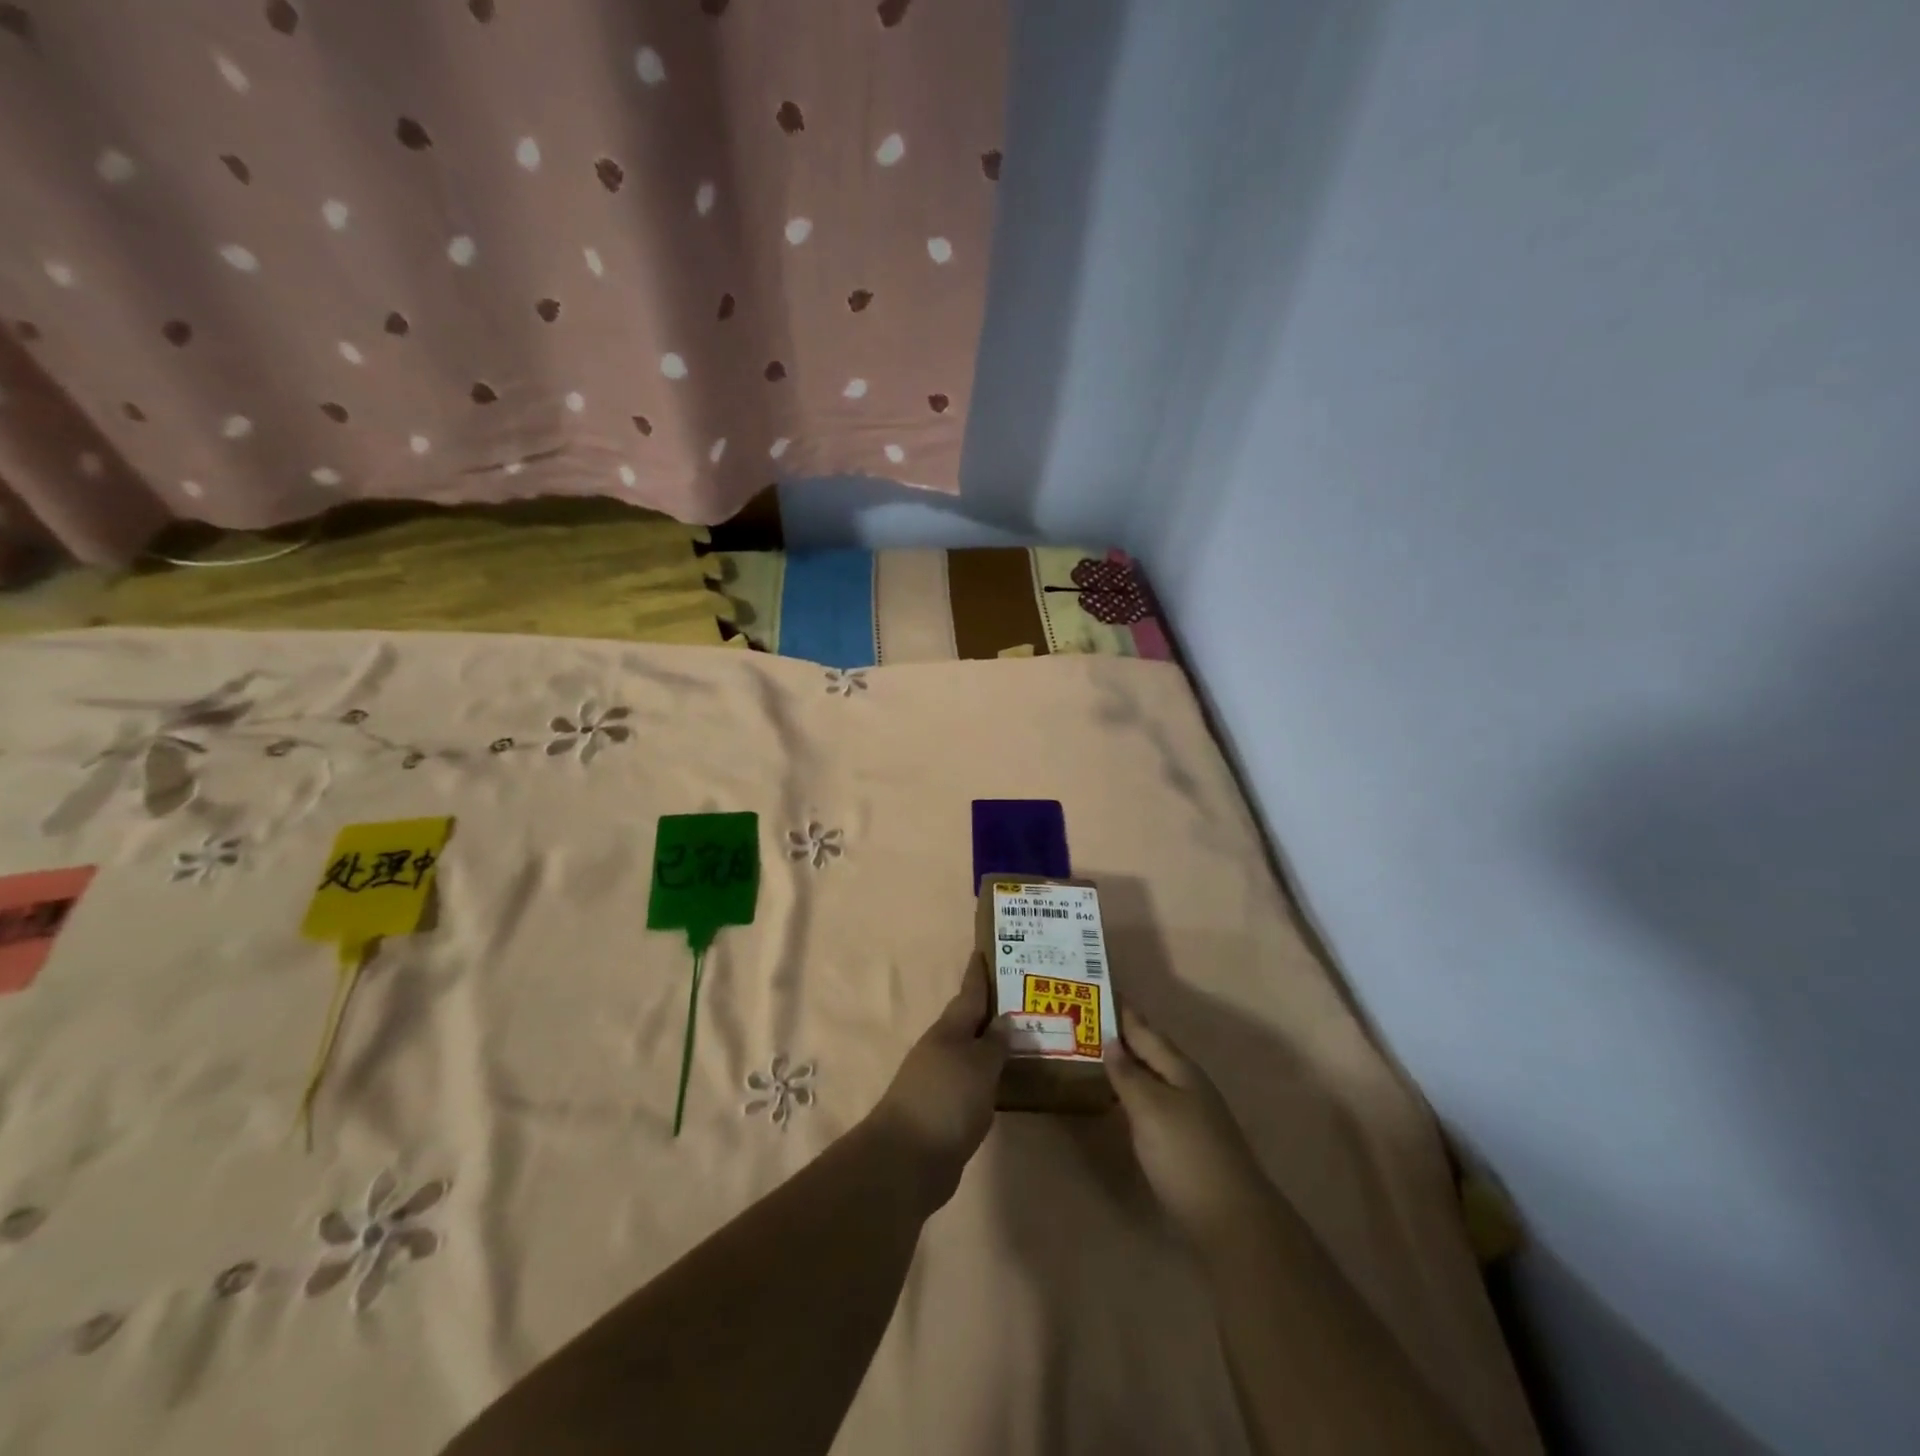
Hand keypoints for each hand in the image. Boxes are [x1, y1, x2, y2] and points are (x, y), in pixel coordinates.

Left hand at [868, 952, 1007, 1208]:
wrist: (907, 1160)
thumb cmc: (946, 1100)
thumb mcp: (978, 1066)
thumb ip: (994, 1043)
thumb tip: (1003, 1020)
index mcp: (949, 1030)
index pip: (969, 994)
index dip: (978, 974)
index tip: (985, 951)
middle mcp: (942, 1049)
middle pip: (970, 1022)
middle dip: (991, 1009)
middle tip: (1022, 995)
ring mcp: (940, 1080)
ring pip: (972, 1052)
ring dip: (992, 1043)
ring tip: (1024, 1036)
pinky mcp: (944, 1110)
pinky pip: (972, 1082)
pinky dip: (989, 1075)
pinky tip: (1007, 1080)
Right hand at [1109, 1002, 1267, 1244]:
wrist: (1233, 1221)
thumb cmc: (1186, 1155)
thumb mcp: (1150, 1109)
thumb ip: (1128, 1075)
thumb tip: (1111, 1040)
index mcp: (1181, 1070)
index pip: (1146, 1032)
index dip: (1125, 1014)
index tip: (1102, 990)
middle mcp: (1189, 1086)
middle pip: (1153, 1052)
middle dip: (1126, 1037)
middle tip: (1092, 1021)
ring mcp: (1193, 1115)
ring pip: (1155, 1077)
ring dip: (1130, 1065)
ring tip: (1100, 1056)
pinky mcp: (1189, 1143)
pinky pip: (1156, 1102)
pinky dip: (1136, 1093)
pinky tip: (1123, 1102)